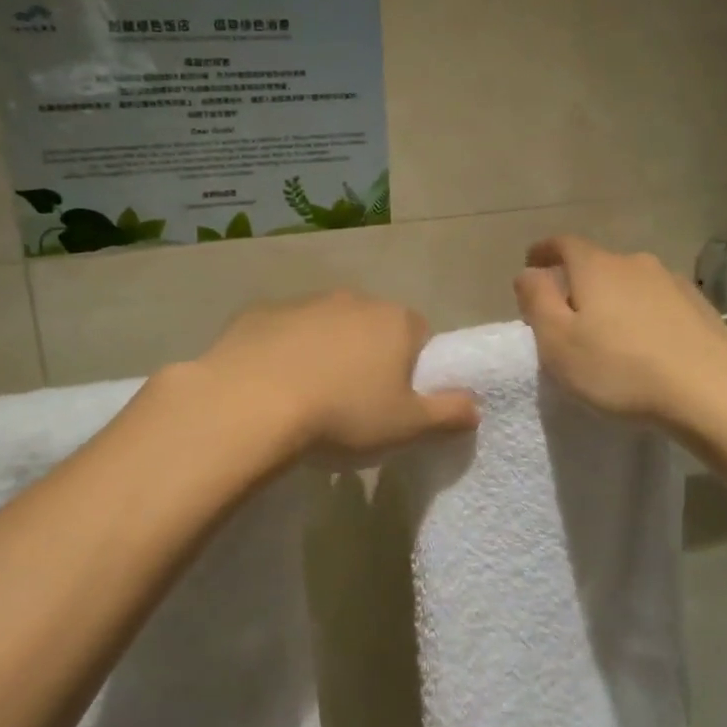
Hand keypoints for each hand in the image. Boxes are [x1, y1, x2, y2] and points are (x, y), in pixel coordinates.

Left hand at [193, 291, 478, 459]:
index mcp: (394, 321)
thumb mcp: (407, 426)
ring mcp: (302, 302)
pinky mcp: (258, 313)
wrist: (251, 404)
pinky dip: (282, 352)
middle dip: (368, 357)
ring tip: (308, 397)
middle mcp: (352, 300)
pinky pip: (282, 332)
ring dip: (325, 352)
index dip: (412, 369)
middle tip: (353, 403)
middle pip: (372, 327)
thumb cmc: (343, 415)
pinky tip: (270, 385)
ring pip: (325, 327)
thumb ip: (448, 413)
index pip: (420, 336)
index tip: (394, 400)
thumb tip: (476, 406)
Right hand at [513, 236, 726, 426]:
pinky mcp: (700, 307)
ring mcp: (673, 282)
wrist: (711, 393)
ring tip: (607, 331)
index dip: (543, 251)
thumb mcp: (558, 342)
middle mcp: (635, 263)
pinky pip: (657, 302)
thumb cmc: (620, 370)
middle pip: (597, 264)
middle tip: (566, 314)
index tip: (532, 264)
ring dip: (613, 299)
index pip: (563, 244)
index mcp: (596, 267)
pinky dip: (643, 314)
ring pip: (630, 283)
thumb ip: (537, 301)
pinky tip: (645, 343)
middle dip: (577, 282)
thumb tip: (528, 273)